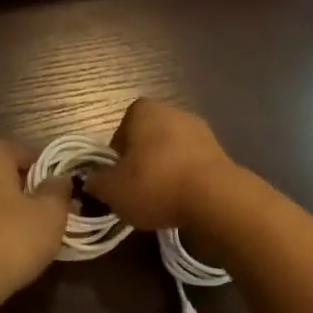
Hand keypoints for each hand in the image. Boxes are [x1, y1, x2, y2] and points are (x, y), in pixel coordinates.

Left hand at [0, 139, 70, 305]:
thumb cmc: (11, 238)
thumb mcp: (51, 214)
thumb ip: (58, 191)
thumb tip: (58, 180)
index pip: (26, 154)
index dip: (44, 177)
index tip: (55, 201)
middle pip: (1, 175)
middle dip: (20, 193)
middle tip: (40, 219)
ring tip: (17, 239)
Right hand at [85, 98, 234, 231]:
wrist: (214, 196)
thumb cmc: (155, 184)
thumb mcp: (113, 190)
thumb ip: (97, 183)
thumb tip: (91, 181)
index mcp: (145, 111)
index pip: (123, 126)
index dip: (118, 151)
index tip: (117, 174)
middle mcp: (174, 112)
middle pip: (149, 137)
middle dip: (142, 160)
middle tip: (136, 188)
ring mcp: (201, 131)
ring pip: (173, 150)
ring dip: (166, 170)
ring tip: (160, 199)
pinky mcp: (220, 153)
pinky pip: (193, 164)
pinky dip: (186, 179)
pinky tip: (183, 201)